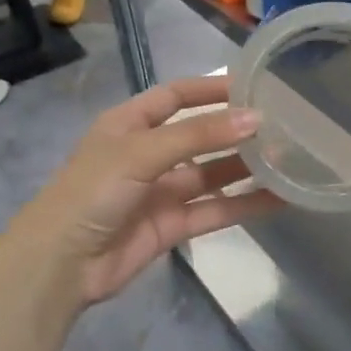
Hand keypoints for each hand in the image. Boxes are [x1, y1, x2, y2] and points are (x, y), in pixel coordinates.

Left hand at [6, 77, 281, 307]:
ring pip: (212, 173)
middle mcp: (147, 153)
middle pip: (199, 135)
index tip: (254, 85)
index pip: (176, 96)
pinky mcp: (172, 225)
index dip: (211, 89)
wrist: (60, 264)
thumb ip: (198, 135)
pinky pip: (214, 209)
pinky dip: (244, 204)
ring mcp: (161, 191)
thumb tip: (254, 118)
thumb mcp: (141, 152)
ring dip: (245, 166)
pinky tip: (279, 198)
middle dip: (235, 130)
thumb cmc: (92, 191)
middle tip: (282, 124)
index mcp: (130, 123)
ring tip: (289, 157)